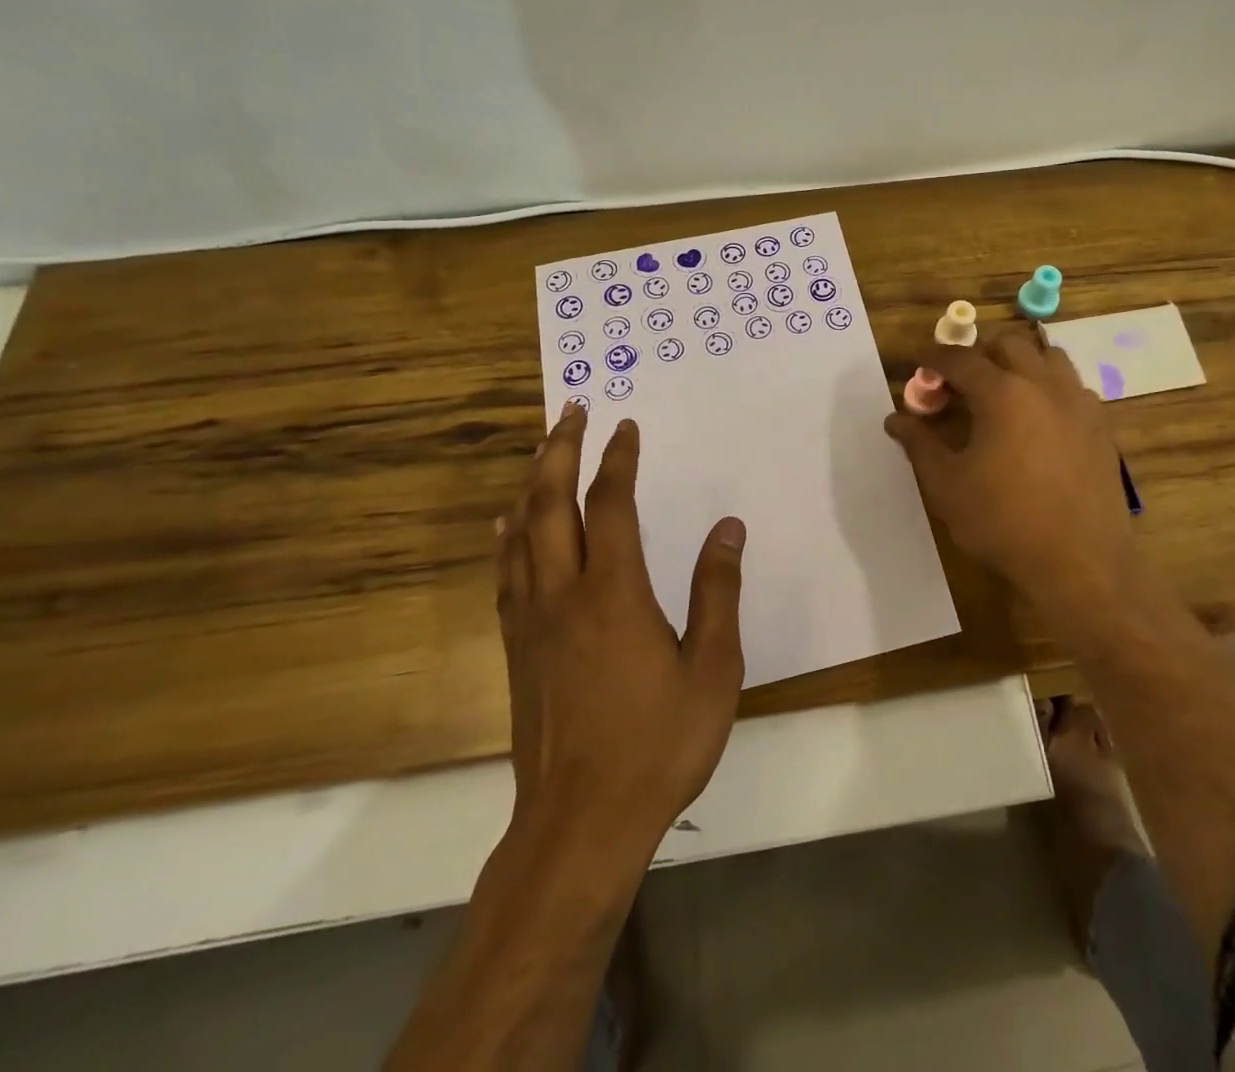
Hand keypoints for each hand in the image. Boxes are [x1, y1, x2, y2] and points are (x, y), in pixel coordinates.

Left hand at [495, 402, 746, 860]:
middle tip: (571, 412)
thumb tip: (728, 527)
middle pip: (550, 504)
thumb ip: (718, 592)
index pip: (611, 505)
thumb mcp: (712, 669)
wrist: (581, 823)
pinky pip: (506, 573)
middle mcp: (564, 594)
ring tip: (542, 450)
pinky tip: (508, 526)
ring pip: (520, 534)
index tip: (625, 427)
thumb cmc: (658, 743)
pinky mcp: (517, 649)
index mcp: (615, 593)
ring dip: (532, 484)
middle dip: (560, 451)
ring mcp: (532, 621)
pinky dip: (508, 536)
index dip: (618, 460)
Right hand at [885, 325, 1138, 631]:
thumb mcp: (946, 486)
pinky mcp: (1101, 425)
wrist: (1079, 562)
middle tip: (960, 382)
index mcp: (1002, 393)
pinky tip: (1039, 420)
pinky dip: (1049, 387)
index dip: (934, 357)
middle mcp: (1044, 385)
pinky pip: (1073, 386)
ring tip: (1002, 392)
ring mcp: (1079, 402)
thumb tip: (895, 419)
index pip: (960, 358)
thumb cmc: (1003, 522)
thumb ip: (919, 444)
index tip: (920, 365)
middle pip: (1009, 344)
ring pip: (1048, 357)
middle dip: (979, 353)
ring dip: (1020, 362)